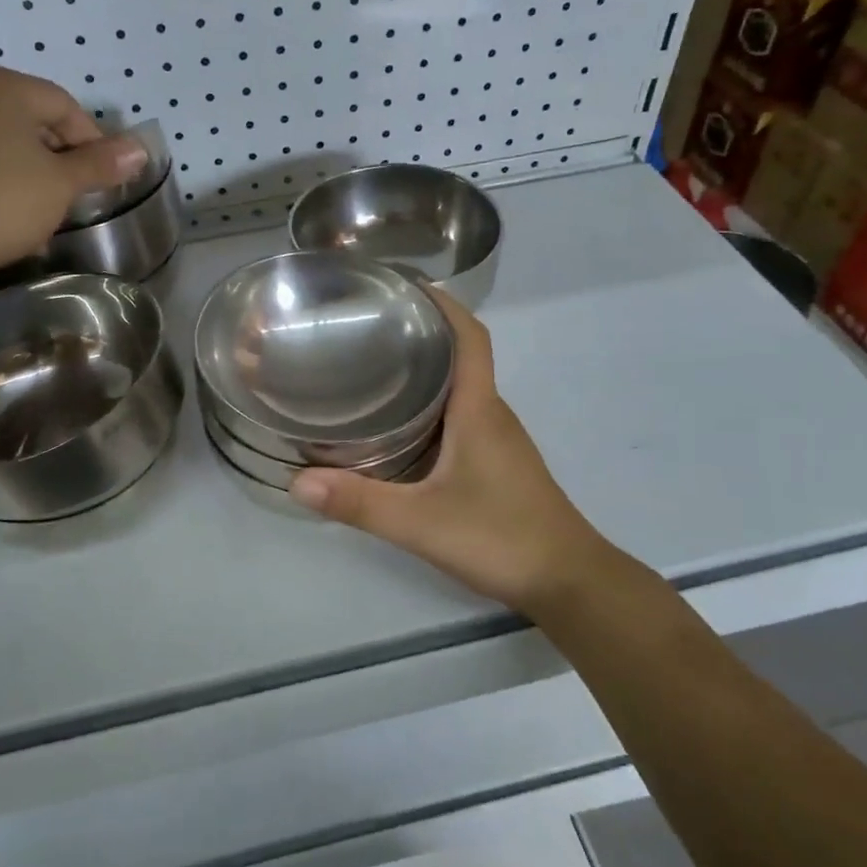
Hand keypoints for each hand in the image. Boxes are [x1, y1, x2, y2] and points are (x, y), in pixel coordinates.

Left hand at [0, 65, 148, 296]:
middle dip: (62, 155)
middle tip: (76, 193)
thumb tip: (140, 149)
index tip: (102, 178)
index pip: (66, 106)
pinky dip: (5, 174)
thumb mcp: (62, 183)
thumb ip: (101, 163)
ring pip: (9, 138)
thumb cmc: (5, 201)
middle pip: (36, 118)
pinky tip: (14, 207)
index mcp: (5, 85)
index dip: (92, 142)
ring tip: (47, 205)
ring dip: (35, 168)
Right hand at [289, 288, 621, 617]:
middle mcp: (491, 415)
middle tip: (365, 328)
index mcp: (479, 410)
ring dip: (424, 372)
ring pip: (459, 390)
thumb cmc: (501, 538)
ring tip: (371, 368)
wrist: (568, 582)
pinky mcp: (496, 465)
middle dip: (420, 334)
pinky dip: (430, 407)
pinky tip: (398, 428)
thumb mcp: (421, 522)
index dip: (443, 303)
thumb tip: (298, 482)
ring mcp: (497, 441)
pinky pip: (460, 418)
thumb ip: (360, 503)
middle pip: (460, 357)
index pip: (470, 336)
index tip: (405, 284)